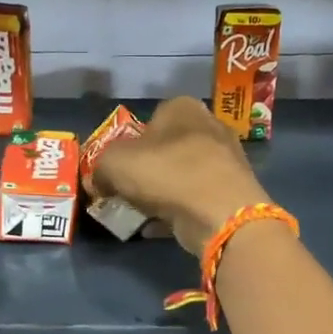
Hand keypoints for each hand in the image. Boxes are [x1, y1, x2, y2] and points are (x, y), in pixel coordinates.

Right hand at [90, 97, 269, 254]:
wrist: (219, 212)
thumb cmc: (165, 172)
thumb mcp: (113, 163)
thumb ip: (100, 168)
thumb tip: (99, 182)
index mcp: (182, 107)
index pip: (150, 119)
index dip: (130, 143)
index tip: (119, 168)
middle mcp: (209, 125)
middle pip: (168, 148)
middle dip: (148, 169)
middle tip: (128, 192)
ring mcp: (226, 159)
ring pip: (183, 174)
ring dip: (163, 192)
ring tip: (143, 212)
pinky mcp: (233, 190)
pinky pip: (197, 198)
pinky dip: (179, 210)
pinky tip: (160, 227)